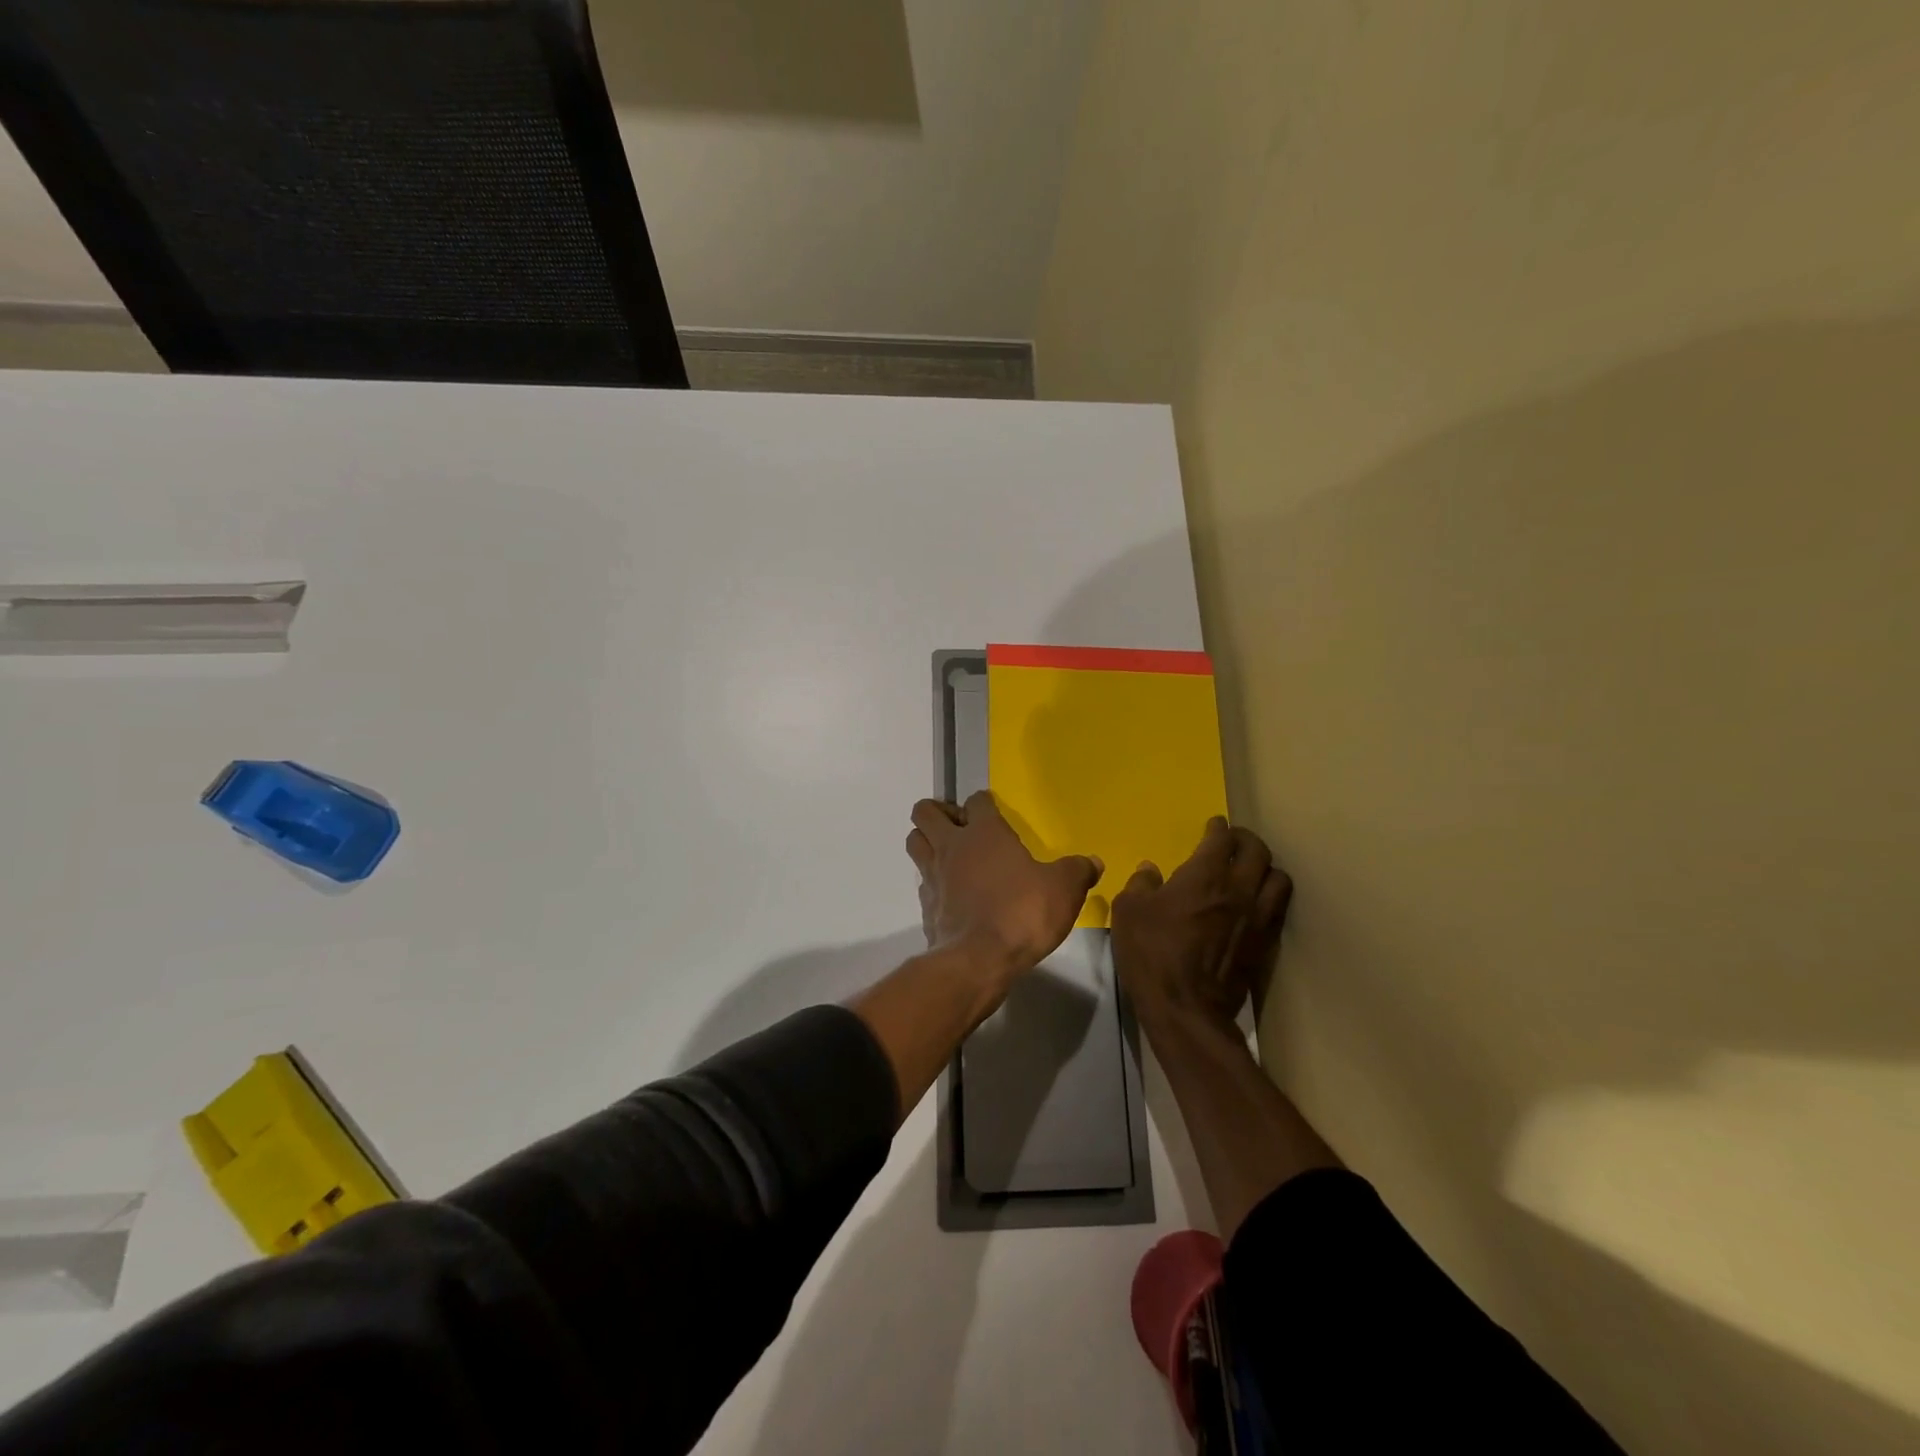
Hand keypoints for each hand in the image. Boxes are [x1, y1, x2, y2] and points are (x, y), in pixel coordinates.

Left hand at [905, 792, 1102, 976]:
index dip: (984, 803)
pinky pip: (922, 882)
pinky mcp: (926, 906)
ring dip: (926, 841)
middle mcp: (952, 846)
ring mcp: (933, 876)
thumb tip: (1093, 862)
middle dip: (938, 812)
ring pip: (914, 841)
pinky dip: (931, 882)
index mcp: (984, 832)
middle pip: (924, 812)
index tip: (994, 812)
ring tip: (949, 853)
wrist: (979, 960)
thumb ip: (1078, 871)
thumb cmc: (1022, 913)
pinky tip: (950, 894)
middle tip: (961, 827)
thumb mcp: (1063, 889)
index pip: (976, 800)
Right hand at [1110, 817, 1291, 1028]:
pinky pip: (1279, 909)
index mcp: (1205, 875)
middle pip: (1258, 851)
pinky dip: (1270, 897)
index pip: (1222, 839)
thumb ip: (1141, 884)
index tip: (1214, 825)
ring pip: (1278, 878)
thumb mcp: (1128, 912)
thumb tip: (1150, 870)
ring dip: (1265, 868)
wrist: (1186, 1009)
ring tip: (1251, 871)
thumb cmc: (1152, 954)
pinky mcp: (1265, 944)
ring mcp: (1258, 918)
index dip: (1218, 828)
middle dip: (1245, 841)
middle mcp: (1239, 889)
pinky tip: (1256, 904)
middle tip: (1233, 843)